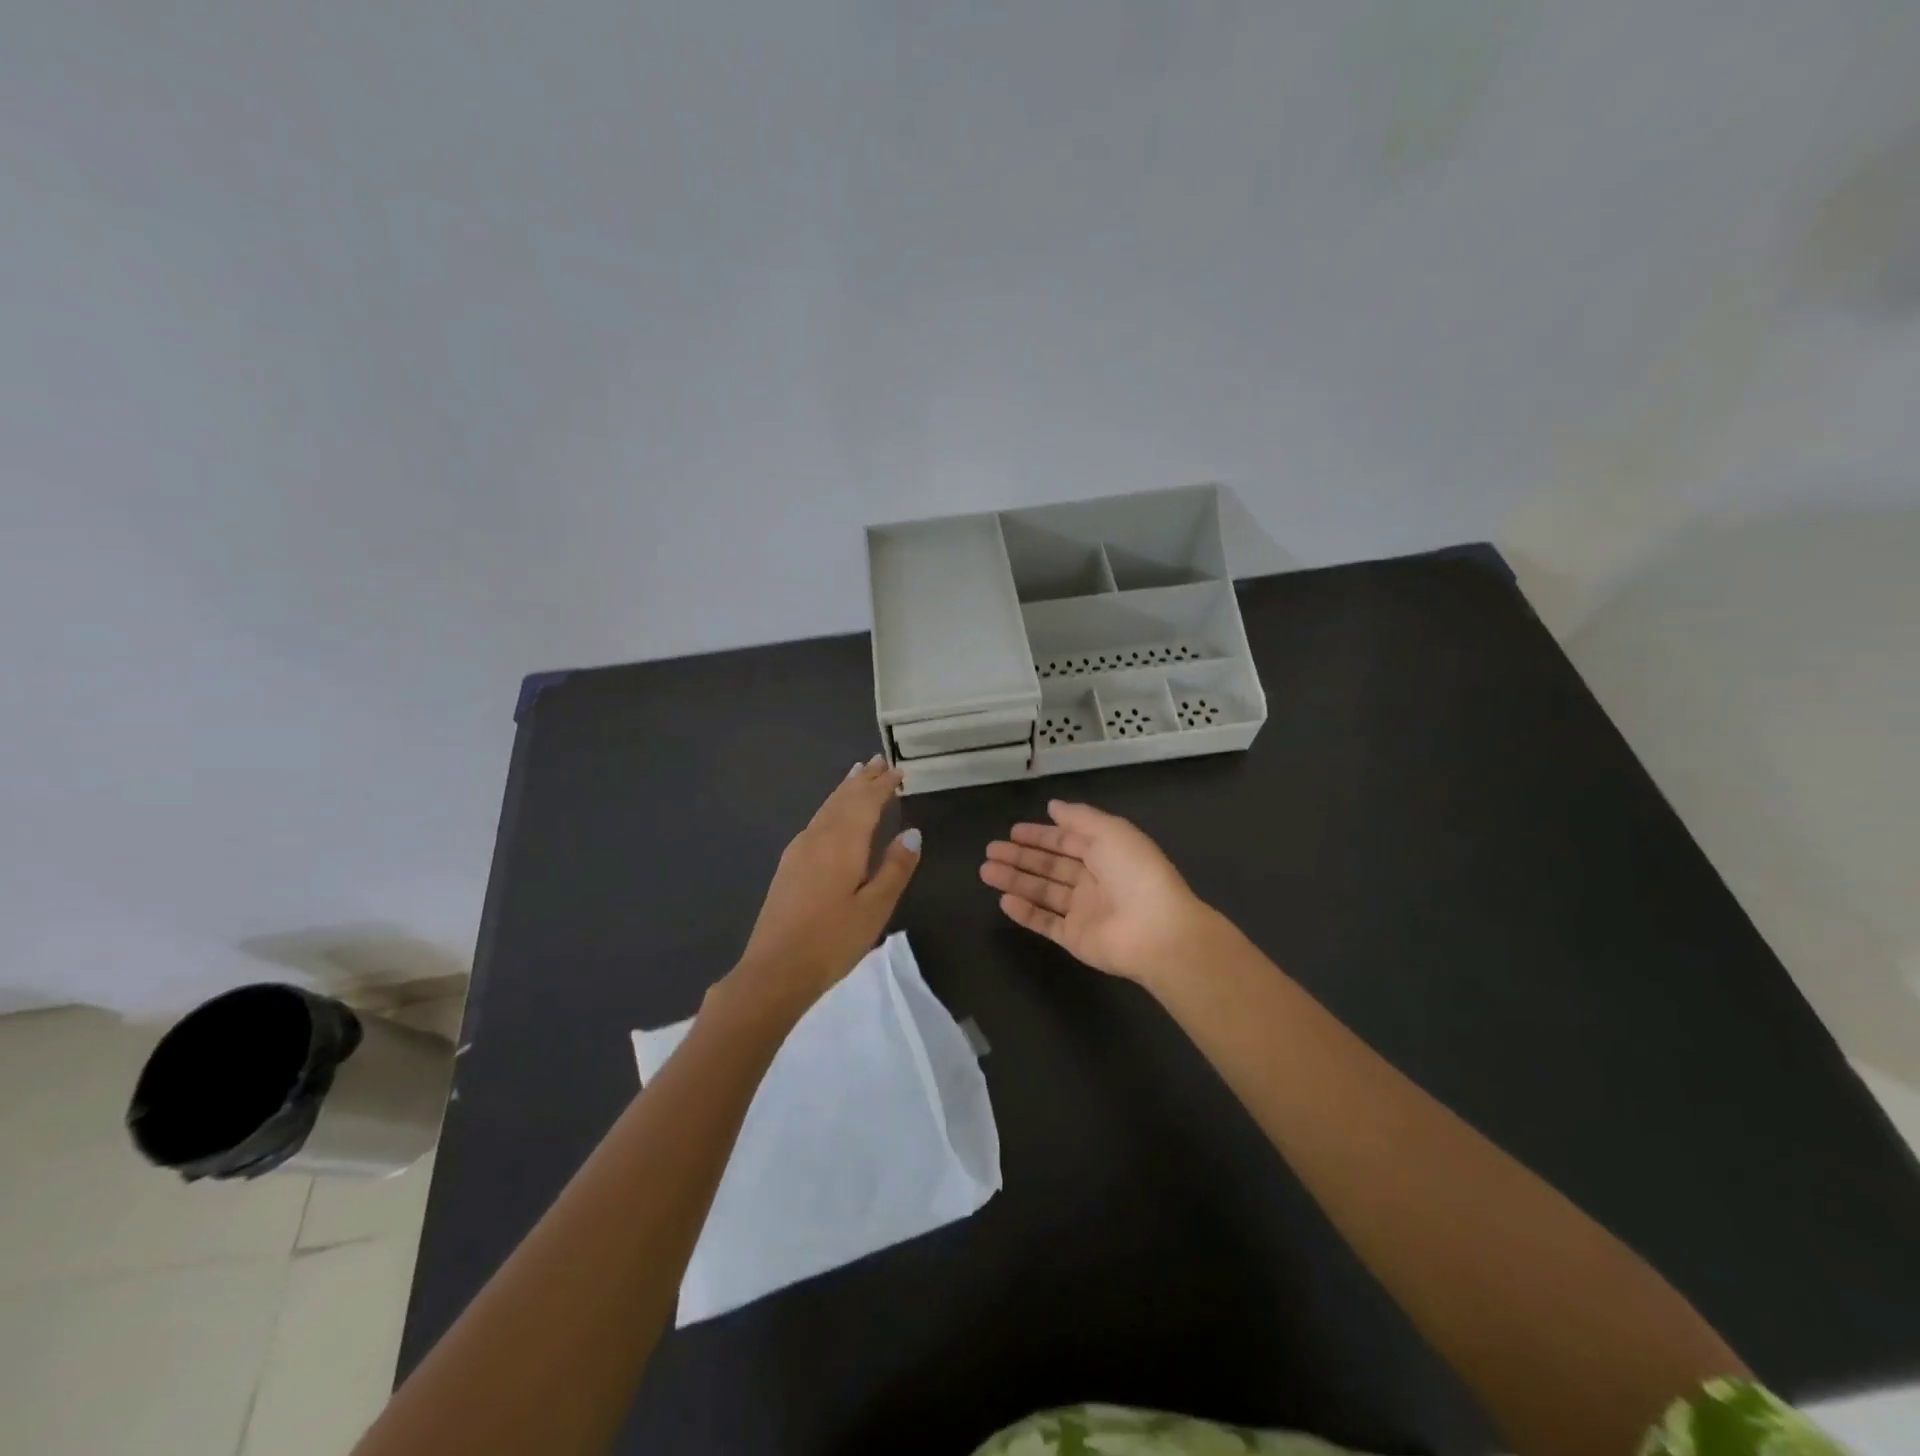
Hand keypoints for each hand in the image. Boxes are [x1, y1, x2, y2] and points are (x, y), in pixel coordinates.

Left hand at [727, 756, 921, 1015]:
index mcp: (843, 843)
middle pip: (843, 799)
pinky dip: (831, 807)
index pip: (867, 802)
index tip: (898, 770)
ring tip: (856, 775)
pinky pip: (816, 821)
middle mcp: (818, 837)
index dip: (883, 785)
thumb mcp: (875, 907)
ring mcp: (799, 850)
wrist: (774, 970)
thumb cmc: (832, 940)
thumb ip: (895, 867)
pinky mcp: (789, 865)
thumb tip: (913, 832)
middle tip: (877, 761)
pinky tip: (832, 815)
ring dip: (844, 790)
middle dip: (862, 780)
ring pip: (826, 808)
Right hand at [979, 800, 1215, 988]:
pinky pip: (1045, 922)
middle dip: (1021, 857)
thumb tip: (1053, 805)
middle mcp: (1093, 880)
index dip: (1040, 835)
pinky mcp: (1075, 938)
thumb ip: (1079, 817)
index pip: (1067, 842)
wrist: (1156, 929)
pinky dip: (1025, 912)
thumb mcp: (1110, 831)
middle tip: (990, 850)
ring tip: (986, 871)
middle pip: (1050, 866)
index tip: (1012, 831)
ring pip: (1043, 892)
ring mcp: (1084, 911)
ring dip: (1015, 881)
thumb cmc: (1135, 872)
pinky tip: (1004, 900)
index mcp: (1106, 853)